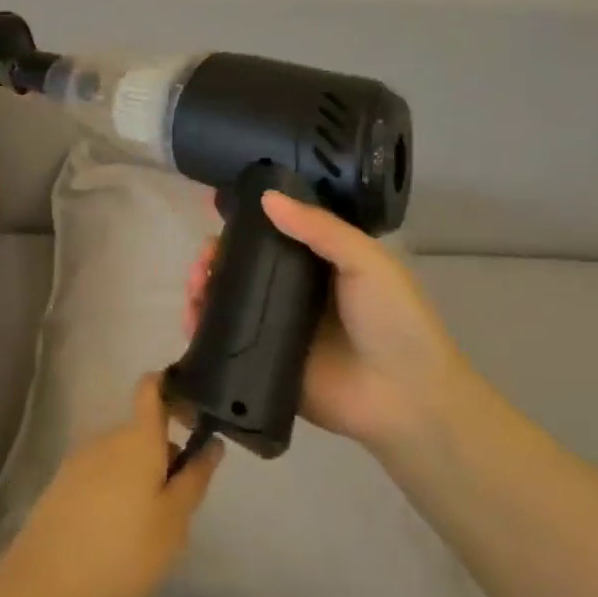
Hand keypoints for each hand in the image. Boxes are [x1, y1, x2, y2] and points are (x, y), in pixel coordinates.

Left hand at [2, 375, 223, 596]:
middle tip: (178, 510)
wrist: (45, 582)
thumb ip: (194, 478)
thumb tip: (211, 443)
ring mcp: (80, 459)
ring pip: (123, 457)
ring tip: (148, 532)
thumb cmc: (122, 551)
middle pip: (143, 433)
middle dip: (164, 459)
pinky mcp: (62, 483)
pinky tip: (117, 536)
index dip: (172, 387)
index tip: (194, 412)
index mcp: (137, 439)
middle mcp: (106, 438)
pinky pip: (102, 475)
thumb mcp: (173, 522)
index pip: (151, 389)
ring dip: (141, 480)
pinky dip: (117, 493)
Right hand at [185, 191, 479, 449]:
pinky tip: (191, 315)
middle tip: (204, 258)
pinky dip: (201, 327)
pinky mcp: (262, 363)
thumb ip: (319, 228)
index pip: (272, 236)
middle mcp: (292, 294)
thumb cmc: (394, 321)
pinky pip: (224, 341)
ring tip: (195, 284)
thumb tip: (265, 198)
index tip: (215, 209)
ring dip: (203, 287)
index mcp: (318, 266)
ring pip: (227, 301)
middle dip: (215, 257)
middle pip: (241, 268)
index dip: (244, 223)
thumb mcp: (367, 262)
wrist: (406, 399)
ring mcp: (274, 330)